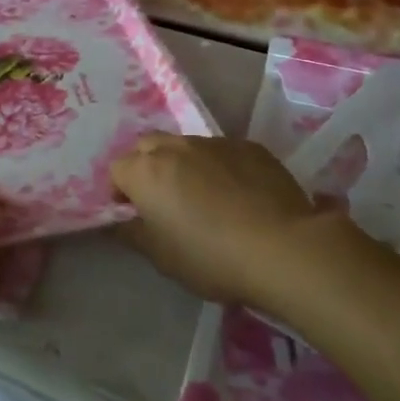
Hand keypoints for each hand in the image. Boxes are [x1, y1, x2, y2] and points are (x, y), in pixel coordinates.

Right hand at [111, 133, 331, 305]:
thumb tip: (121, 220)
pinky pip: (222, 152)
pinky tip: (239, 196)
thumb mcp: (161, 257)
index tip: (135, 215)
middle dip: (148, 167)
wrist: (282, 248)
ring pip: (186, 147)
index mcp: (145, 171)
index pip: (117, 170)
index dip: (122, 192)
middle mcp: (175, 147)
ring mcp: (214, 142)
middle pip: (148, 147)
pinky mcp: (249, 146)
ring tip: (205, 198)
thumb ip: (132, 233)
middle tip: (164, 200)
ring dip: (184, 165)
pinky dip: (220, 168)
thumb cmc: (210, 257)